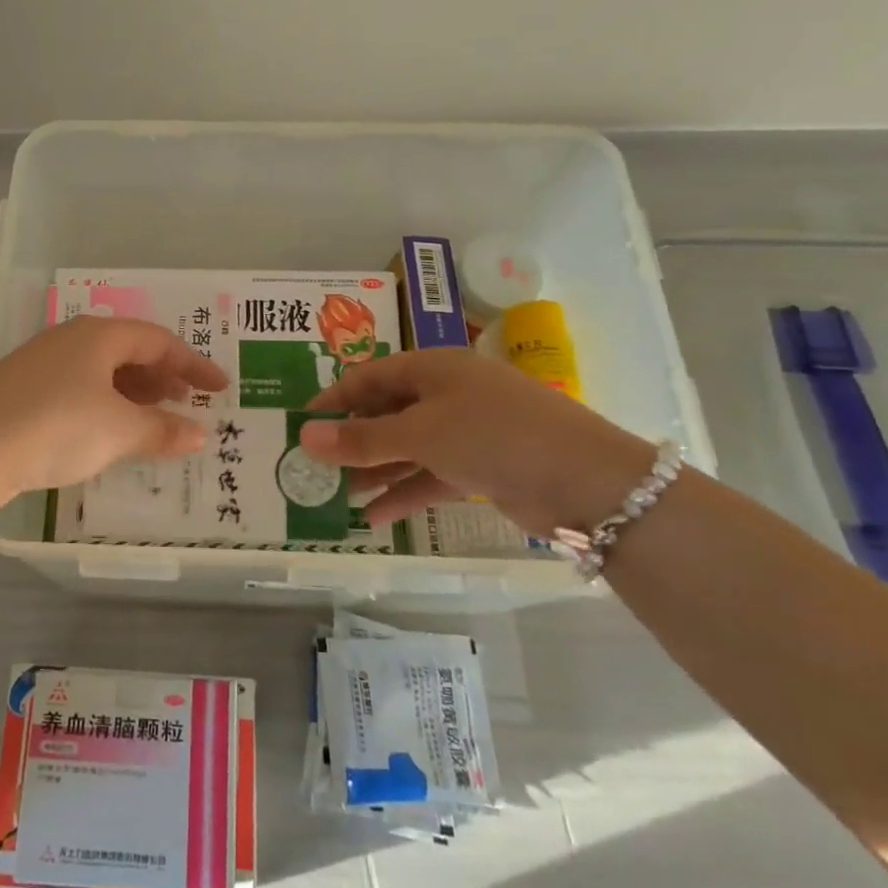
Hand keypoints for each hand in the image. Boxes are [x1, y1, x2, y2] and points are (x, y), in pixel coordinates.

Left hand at [0, 315, 228, 500]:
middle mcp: (70, 340)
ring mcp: (40, 363)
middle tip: (187, 401)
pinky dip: (104, 405)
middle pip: (129, 351)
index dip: (194, 364)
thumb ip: (163, 430)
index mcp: (99, 335)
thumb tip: (200, 434)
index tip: (220, 387)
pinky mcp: (19, 390)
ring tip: (153, 419)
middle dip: (162, 376)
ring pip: (101, 371)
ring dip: (133, 392)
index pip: (159, 341)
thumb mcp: (118, 431)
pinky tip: (106, 430)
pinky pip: (77, 388)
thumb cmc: (56, 428)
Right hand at [297, 349, 653, 533]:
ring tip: (336, 497)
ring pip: (407, 448)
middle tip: (316, 467)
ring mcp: (467, 431)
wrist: (585, 481)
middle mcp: (448, 394)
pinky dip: (404, 494)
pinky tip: (372, 519)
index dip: (334, 400)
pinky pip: (430, 476)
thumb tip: (305, 438)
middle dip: (352, 441)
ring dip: (374, 471)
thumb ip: (362, 439)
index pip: (370, 377)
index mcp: (433, 368)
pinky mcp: (481, 467)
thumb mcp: (420, 433)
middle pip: (387, 413)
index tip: (302, 426)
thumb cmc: (492, 435)